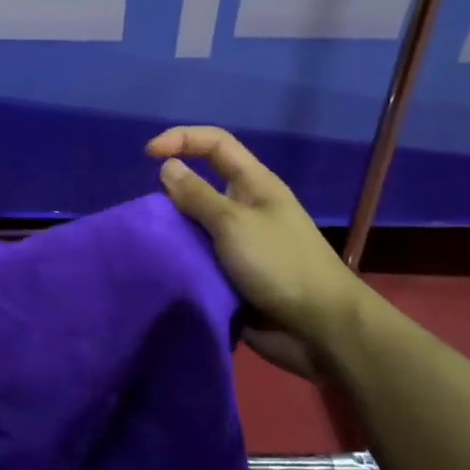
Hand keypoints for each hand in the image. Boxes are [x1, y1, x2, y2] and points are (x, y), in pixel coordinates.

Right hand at [147, 126, 370, 378]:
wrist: (320, 331)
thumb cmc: (281, 264)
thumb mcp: (234, 223)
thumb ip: (197, 195)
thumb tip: (167, 167)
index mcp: (253, 184)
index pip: (214, 144)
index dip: (181, 138)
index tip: (148, 155)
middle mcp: (244, 208)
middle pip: (199, 186)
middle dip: (170, 195)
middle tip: (149, 216)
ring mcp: (238, 244)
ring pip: (193, 227)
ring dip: (172, 234)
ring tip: (149, 244)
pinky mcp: (231, 276)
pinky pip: (197, 260)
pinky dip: (180, 263)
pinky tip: (161, 270)